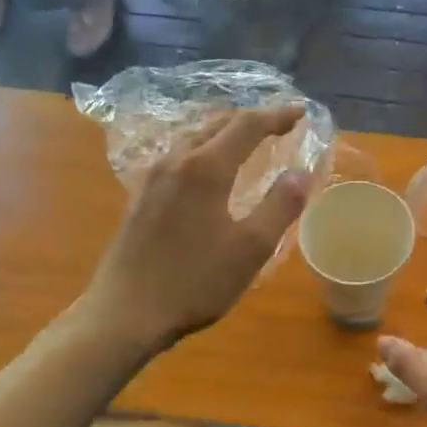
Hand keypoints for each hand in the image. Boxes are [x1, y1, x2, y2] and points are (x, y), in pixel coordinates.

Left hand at [82, 106, 312, 355]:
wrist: (124, 313)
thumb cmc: (194, 281)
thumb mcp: (250, 248)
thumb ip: (280, 205)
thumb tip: (301, 172)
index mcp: (205, 167)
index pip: (247, 125)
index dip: (277, 116)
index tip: (301, 113)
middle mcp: (176, 160)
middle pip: (217, 124)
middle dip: (251, 120)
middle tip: (279, 125)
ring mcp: (152, 177)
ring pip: (194, 138)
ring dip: (225, 133)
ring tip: (247, 142)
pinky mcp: (140, 196)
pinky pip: (179, 156)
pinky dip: (204, 150)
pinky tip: (208, 169)